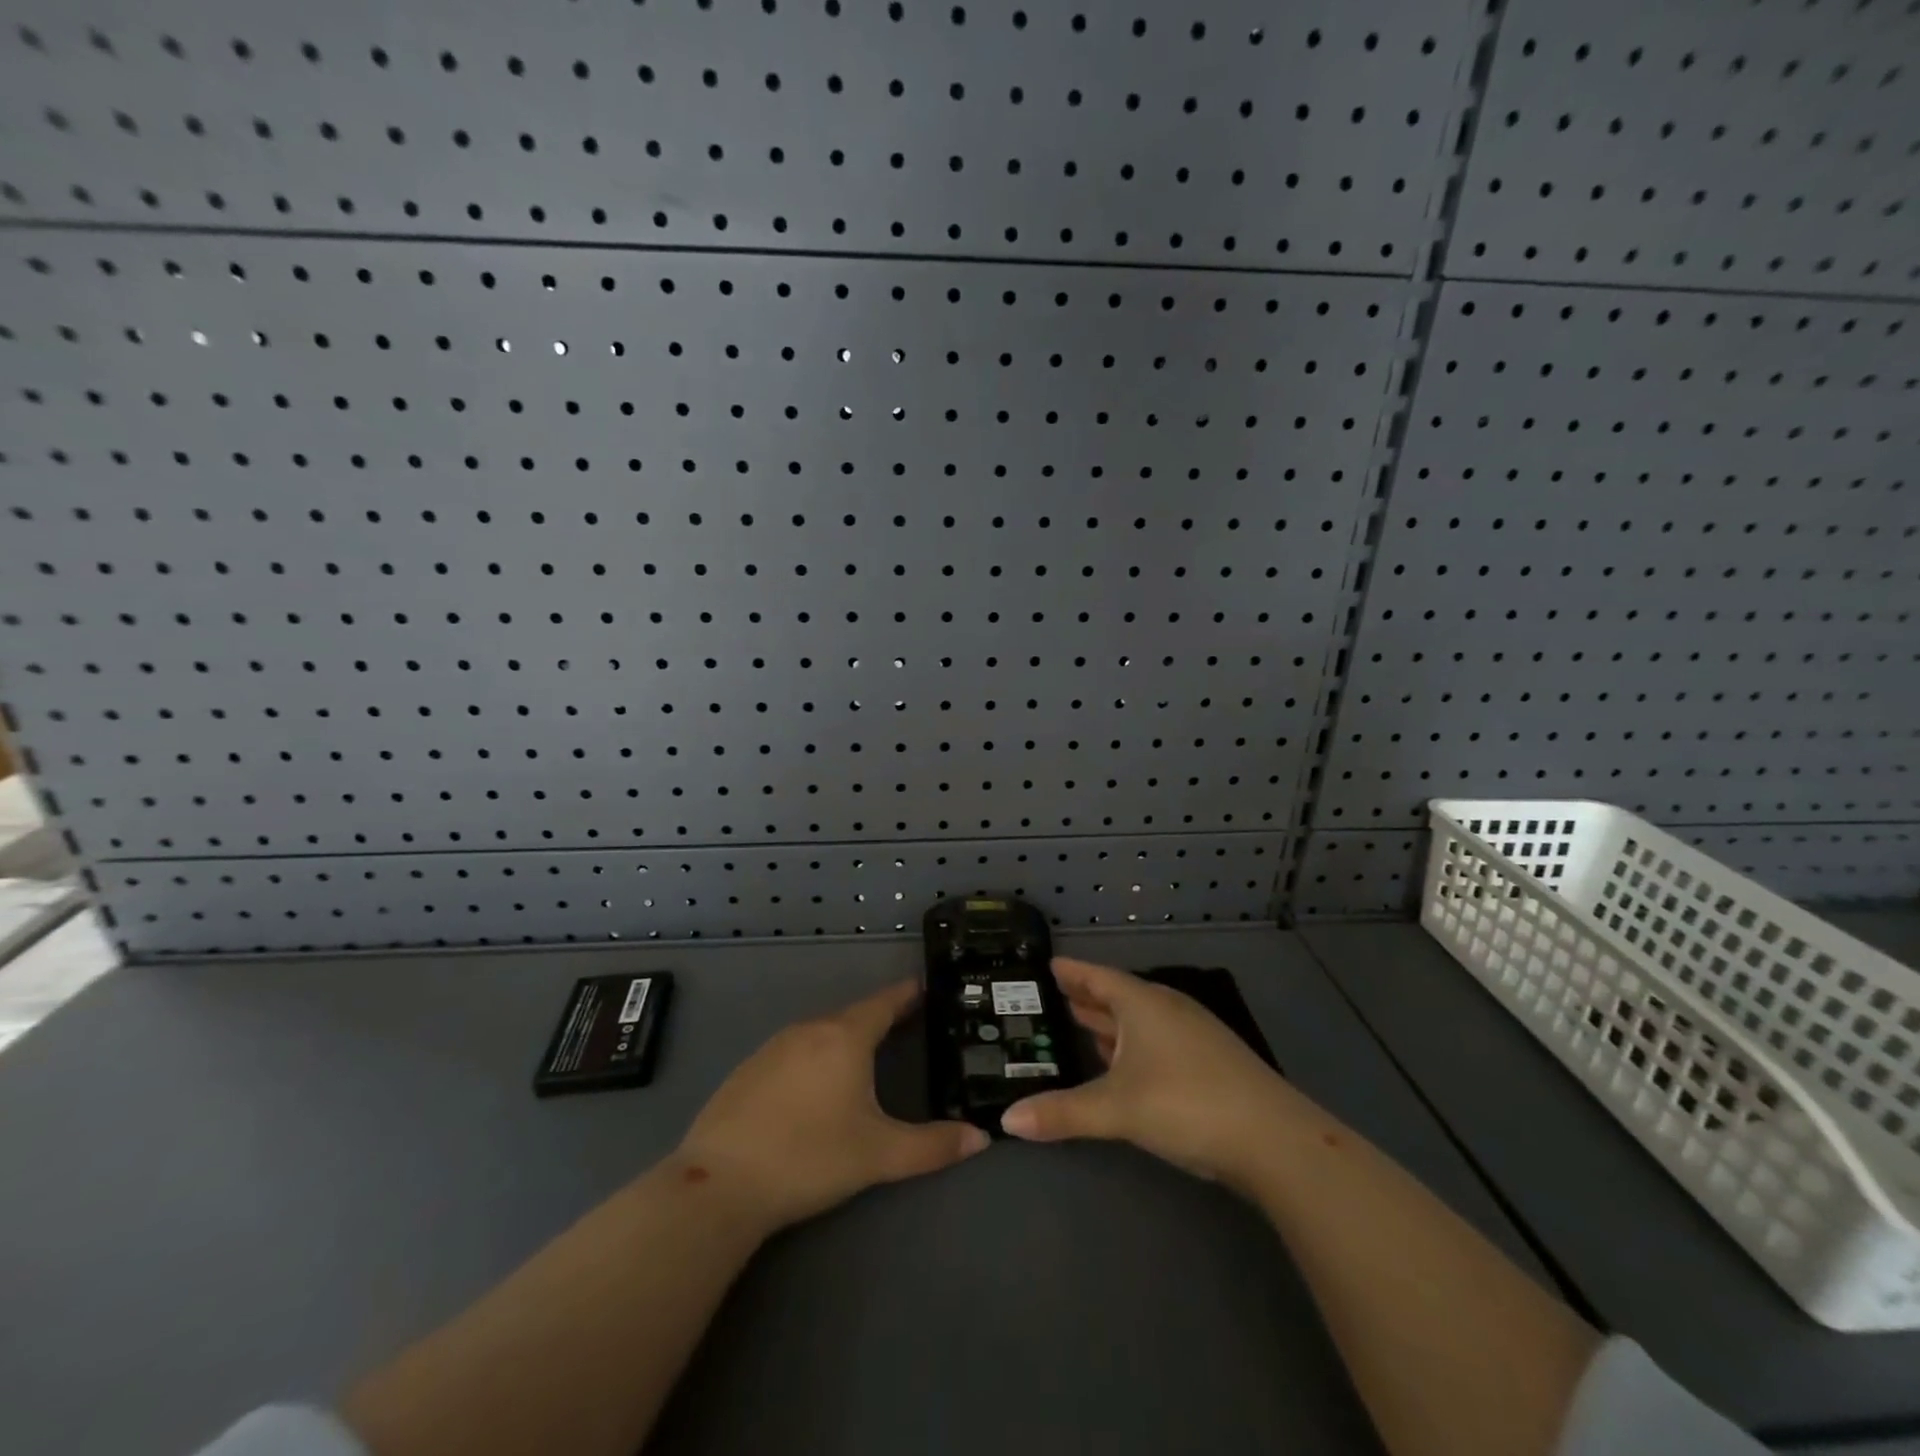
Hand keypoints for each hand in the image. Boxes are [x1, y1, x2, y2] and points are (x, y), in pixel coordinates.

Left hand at [676, 980, 988, 1230]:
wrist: (719, 1185)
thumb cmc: (809, 1158)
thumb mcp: (879, 1155)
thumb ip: (933, 1146)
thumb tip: (982, 1138)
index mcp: (845, 1036)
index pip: (885, 1001)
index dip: (908, 994)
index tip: (927, 987)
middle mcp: (810, 1029)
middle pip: (854, 1014)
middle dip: (881, 1017)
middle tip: (907, 1026)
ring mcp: (774, 1047)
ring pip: (822, 1032)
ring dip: (847, 1037)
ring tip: (868, 1054)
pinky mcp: (748, 1069)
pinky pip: (795, 1050)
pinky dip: (816, 1055)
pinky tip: (816, 1086)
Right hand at [1000, 958, 1300, 1185]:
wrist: (1274, 1139)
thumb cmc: (1186, 1103)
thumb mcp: (1117, 1108)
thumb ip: (1062, 1112)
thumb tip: (1007, 1120)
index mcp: (1143, 1003)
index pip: (1097, 977)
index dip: (1071, 972)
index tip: (1046, 965)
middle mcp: (1166, 1009)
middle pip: (1118, 996)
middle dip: (1086, 997)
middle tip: (1051, 998)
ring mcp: (1192, 1034)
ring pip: (1139, 1020)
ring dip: (1109, 1023)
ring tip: (1079, 1025)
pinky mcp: (1208, 1061)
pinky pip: (1156, 1040)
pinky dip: (1131, 1045)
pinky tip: (1123, 1064)